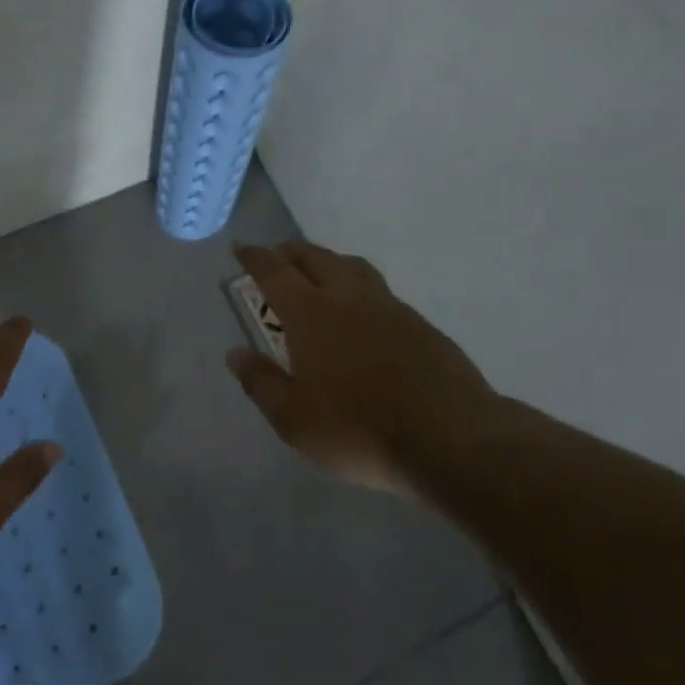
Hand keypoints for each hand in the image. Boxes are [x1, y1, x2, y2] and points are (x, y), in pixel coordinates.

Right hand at [227, 241, 495, 496]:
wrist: (449, 437)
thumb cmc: (359, 430)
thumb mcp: (295, 420)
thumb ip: (262, 383)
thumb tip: (235, 353)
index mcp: (311, 315)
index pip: (275, 272)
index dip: (255, 257)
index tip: (241, 248)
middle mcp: (349, 298)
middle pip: (316, 258)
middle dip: (292, 252)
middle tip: (277, 254)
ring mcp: (389, 307)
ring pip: (353, 267)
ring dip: (329, 261)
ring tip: (319, 271)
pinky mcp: (420, 324)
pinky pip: (380, 290)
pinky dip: (359, 286)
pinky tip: (362, 312)